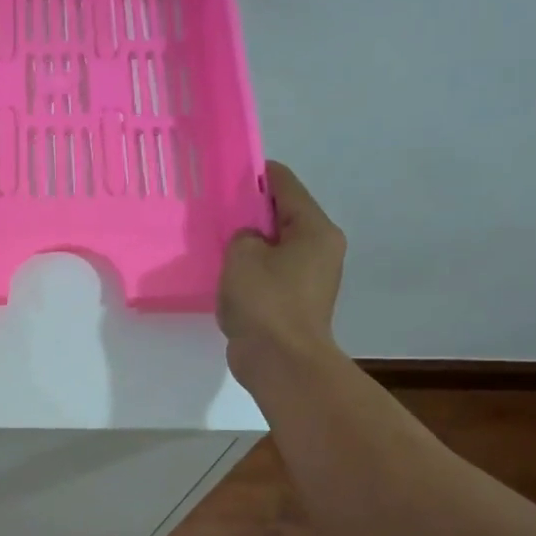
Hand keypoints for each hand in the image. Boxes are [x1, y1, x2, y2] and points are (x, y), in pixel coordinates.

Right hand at [219, 161, 346, 384]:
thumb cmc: (265, 302)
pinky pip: (270, 273)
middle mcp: (321, 248)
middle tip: (215, 209)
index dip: (256, 173)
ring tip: (216, 242)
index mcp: (315, 229)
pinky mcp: (295, 302)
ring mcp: (311, 278)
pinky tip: (225, 275)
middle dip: (250, 211)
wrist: (281, 362)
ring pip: (275, 246)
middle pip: (282, 215)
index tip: (226, 172)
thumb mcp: (242, 255)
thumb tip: (248, 240)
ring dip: (249, 244)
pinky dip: (251, 270)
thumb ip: (241, 234)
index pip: (285, 184)